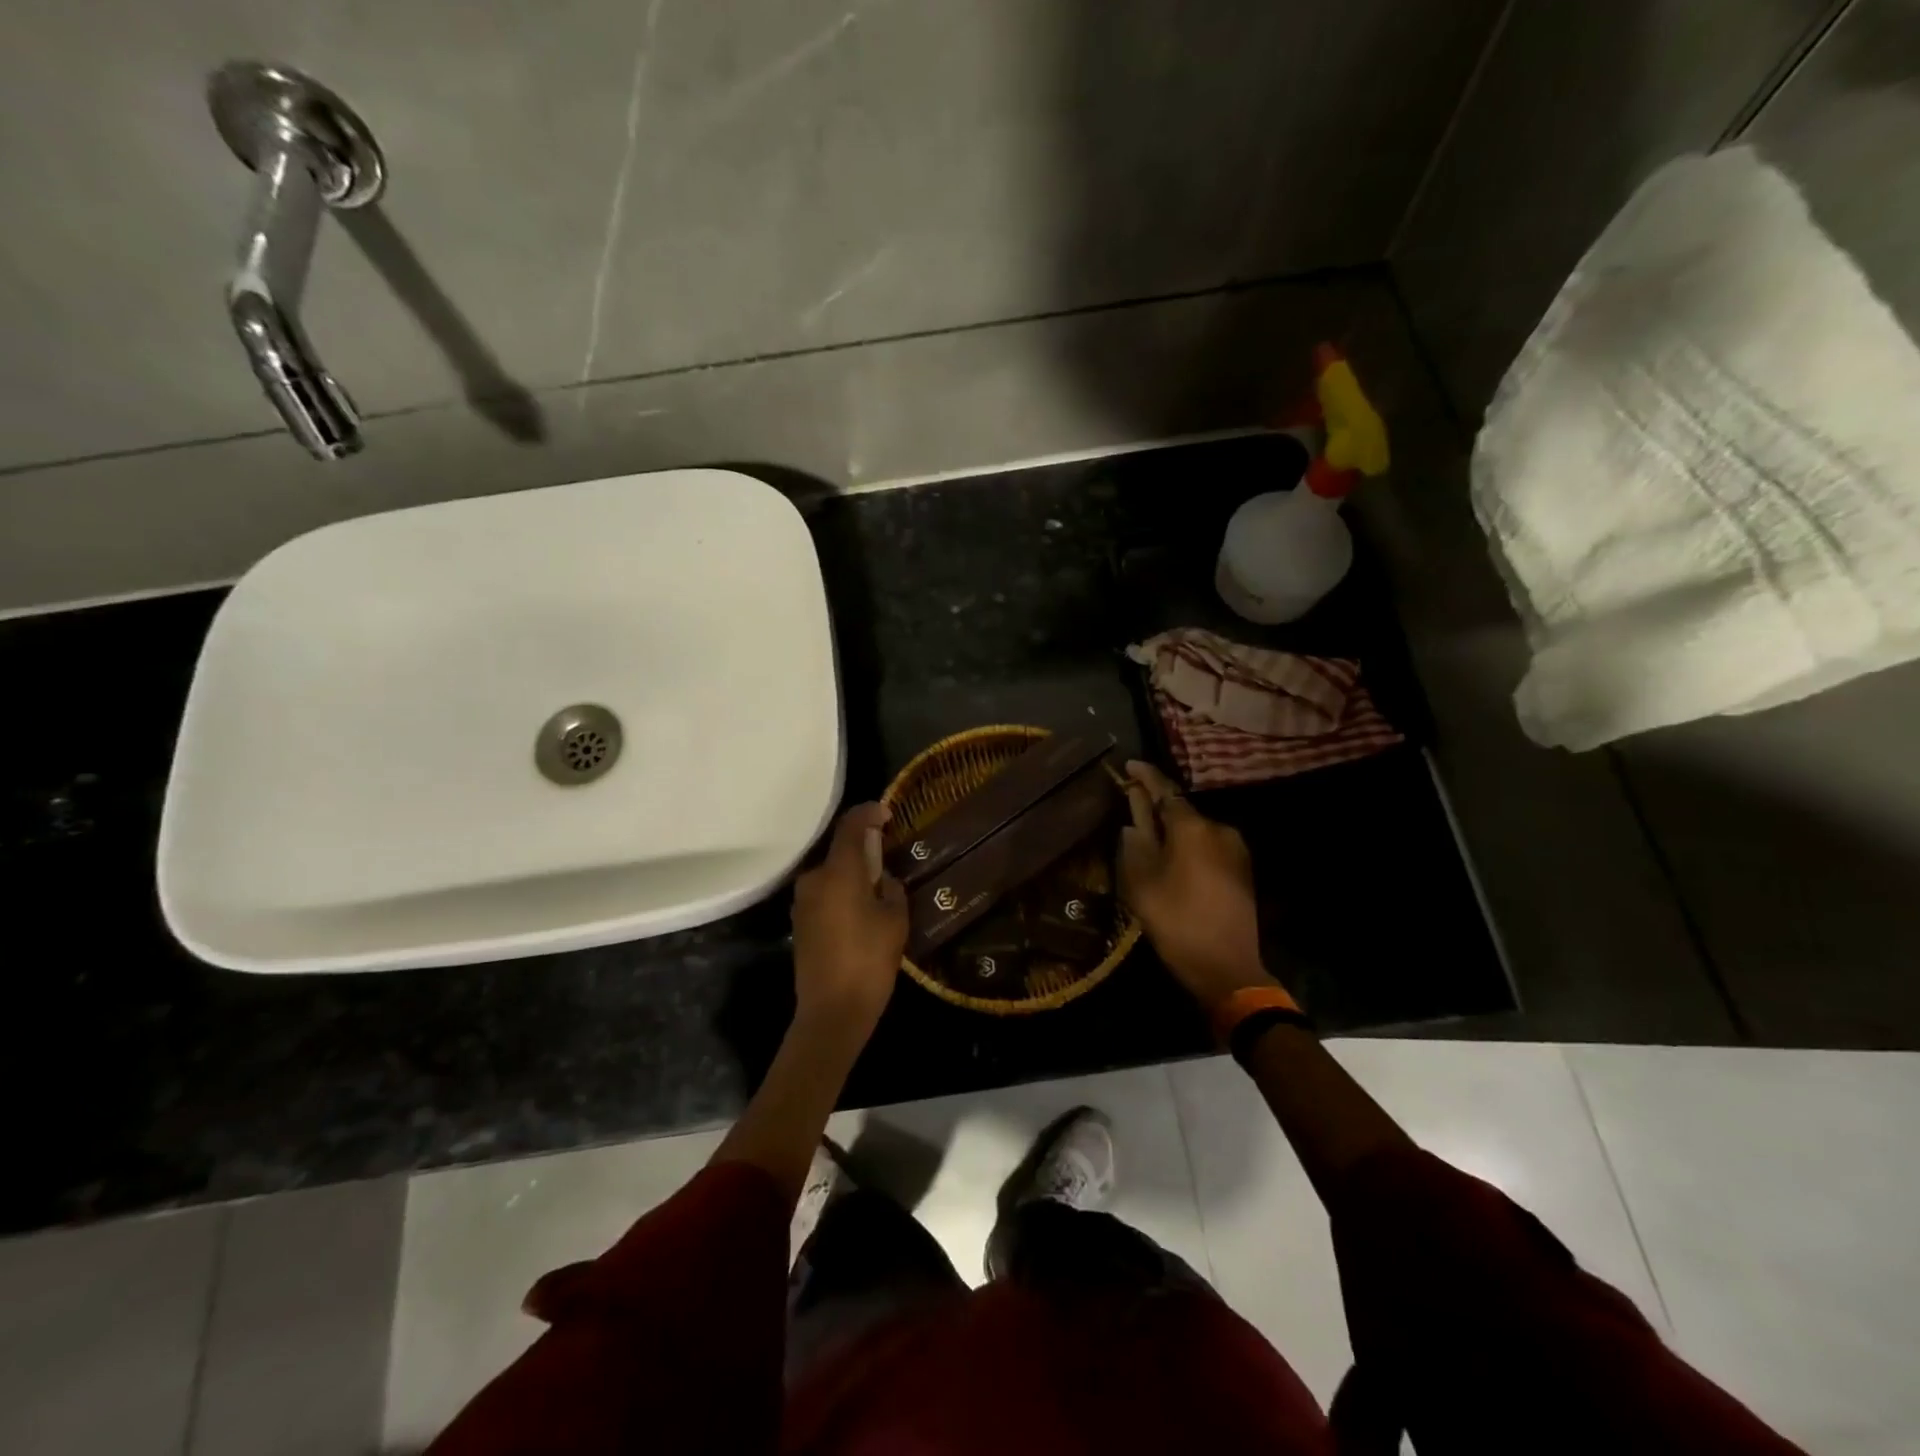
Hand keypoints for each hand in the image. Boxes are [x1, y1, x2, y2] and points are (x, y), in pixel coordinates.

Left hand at [791, 803, 908, 1037]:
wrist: (831, 1012)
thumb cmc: (869, 961)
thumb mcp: (895, 920)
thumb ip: (892, 889)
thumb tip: (884, 880)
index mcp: (839, 872)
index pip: (851, 826)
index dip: (868, 813)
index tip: (887, 812)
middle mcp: (814, 879)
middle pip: (839, 850)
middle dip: (863, 848)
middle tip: (888, 856)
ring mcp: (802, 901)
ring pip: (831, 873)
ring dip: (852, 872)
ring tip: (878, 887)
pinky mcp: (799, 921)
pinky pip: (824, 893)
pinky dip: (842, 891)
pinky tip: (860, 909)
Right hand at [1118, 761, 1277, 1010]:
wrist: (1227, 967)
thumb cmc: (1176, 921)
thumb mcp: (1141, 881)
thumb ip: (1135, 841)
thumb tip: (1133, 817)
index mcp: (1192, 826)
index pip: (1163, 789)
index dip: (1144, 776)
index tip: (1128, 764)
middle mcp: (1218, 828)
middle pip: (1180, 809)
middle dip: (1155, 806)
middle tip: (1130, 807)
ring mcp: (1235, 849)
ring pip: (1194, 829)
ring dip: (1172, 829)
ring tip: (1148, 838)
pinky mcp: (1242, 869)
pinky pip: (1207, 845)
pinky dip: (1187, 845)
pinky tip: (1173, 859)